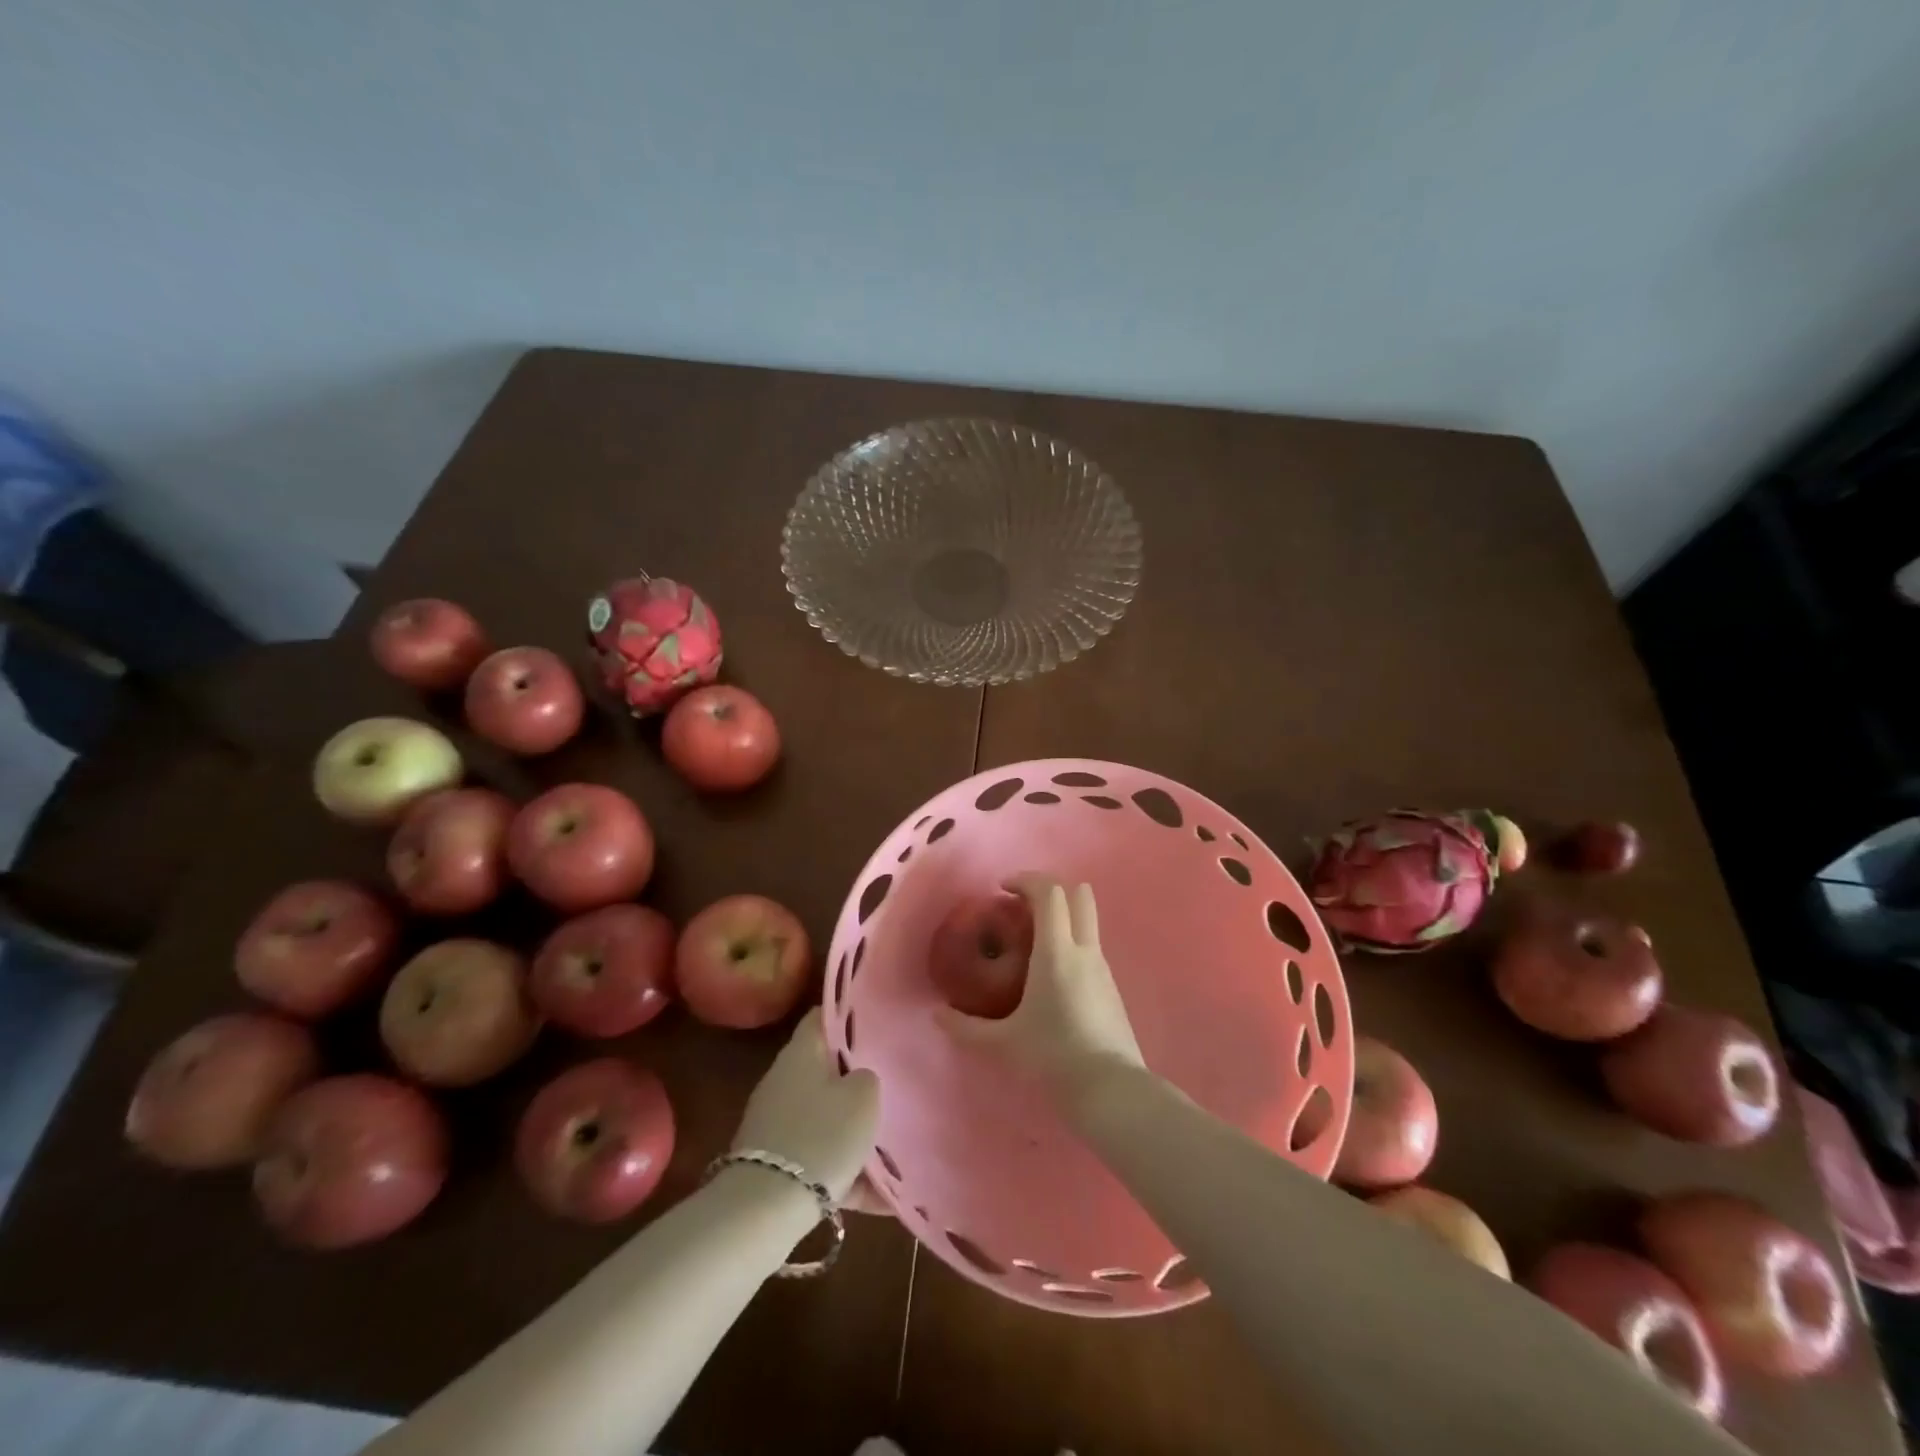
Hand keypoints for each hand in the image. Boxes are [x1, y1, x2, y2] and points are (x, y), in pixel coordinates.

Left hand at [731, 1008, 879, 1202]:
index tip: (878, 1021)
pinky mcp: (776, 1163)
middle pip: (827, 1069)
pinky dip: (848, 1174)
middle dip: (859, 1078)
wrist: (764, 1210)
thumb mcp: (863, 1097)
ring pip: (826, 1117)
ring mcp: (777, 1123)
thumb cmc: (821, 1136)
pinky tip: (882, 1198)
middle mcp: (784, 1080)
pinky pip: (820, 1159)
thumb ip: (868, 1078)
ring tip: (895, 1149)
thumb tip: (861, 1079)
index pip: (823, 1016)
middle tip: (894, 1084)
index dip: (850, 1014)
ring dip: (856, 1131)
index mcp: (802, 1052)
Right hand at [936, 876, 1144, 1102]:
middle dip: (1051, 890)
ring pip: (1087, 922)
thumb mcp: (1003, 1043)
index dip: (1026, 880)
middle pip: (1079, 895)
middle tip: (1023, 907)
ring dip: (1063, 917)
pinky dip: (1072, 944)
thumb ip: (967, 1028)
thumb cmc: (1053, 1056)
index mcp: (1057, 951)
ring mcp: (1103, 968)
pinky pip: (1091, 949)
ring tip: (1034, 943)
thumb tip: (938, 1016)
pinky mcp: (1112, 989)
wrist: (1111, 1090)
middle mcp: (1084, 950)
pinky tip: (1053, 978)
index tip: (1003, 889)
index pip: (1049, 892)